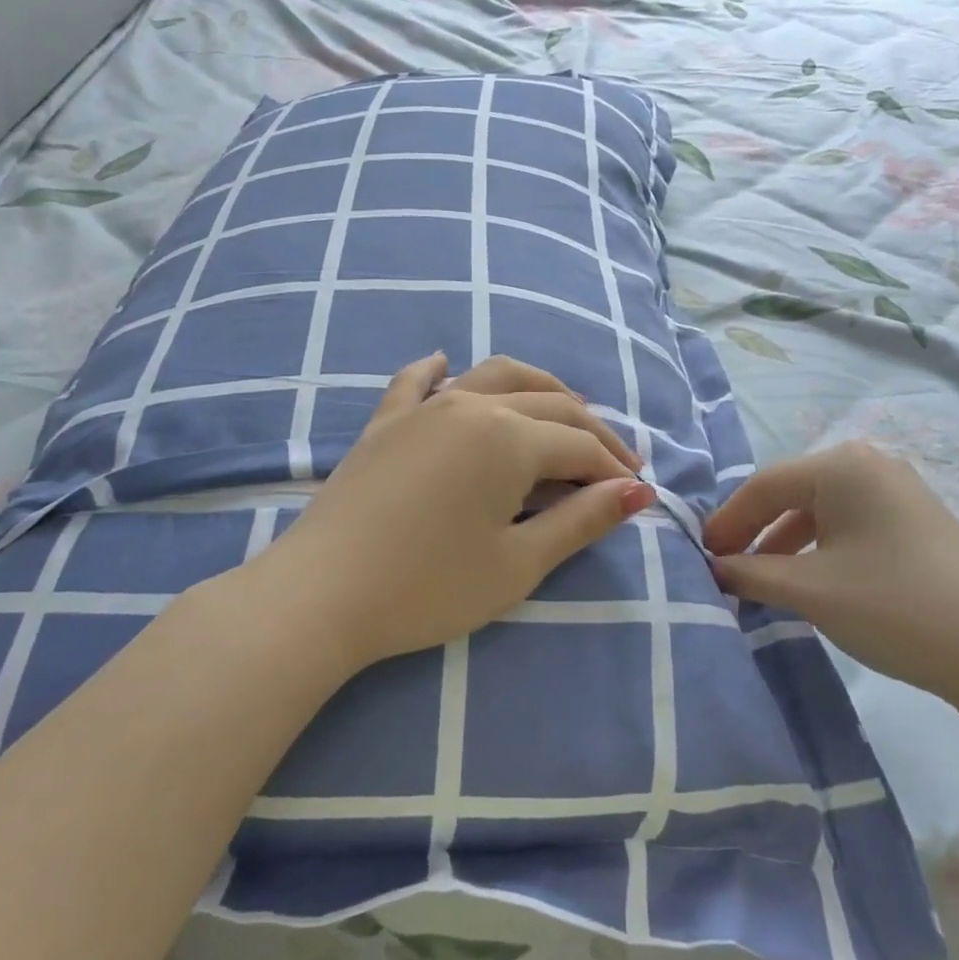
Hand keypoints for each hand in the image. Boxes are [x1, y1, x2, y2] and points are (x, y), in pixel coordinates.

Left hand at [255, 353, 656, 670]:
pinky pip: (416, 382)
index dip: (614, 471)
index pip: (579, 447)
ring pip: (494, 376)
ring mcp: (423, 408)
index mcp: (509, 438)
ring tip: (563, 407)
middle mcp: (471, 405)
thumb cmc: (429, 587)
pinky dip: (438, 370)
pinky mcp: (385, 423)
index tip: (637, 495)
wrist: (322, 596)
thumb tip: (636, 492)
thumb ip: (581, 521)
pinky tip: (445, 363)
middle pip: (549, 406)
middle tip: (615, 464)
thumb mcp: (518, 563)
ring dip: (538, 388)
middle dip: (590, 432)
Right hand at [703, 440, 958, 704]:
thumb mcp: (810, 590)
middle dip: (755, 531)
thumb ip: (751, 573)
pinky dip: (820, 547)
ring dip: (785, 543)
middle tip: (727, 566)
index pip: (764, 486)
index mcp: (841, 465)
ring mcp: (898, 490)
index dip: (728, 521)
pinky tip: (809, 579)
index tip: (703, 555)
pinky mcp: (916, 519)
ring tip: (762, 579)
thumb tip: (714, 568)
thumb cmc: (892, 606)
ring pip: (821, 510)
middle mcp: (869, 464)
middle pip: (792, 493)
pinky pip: (850, 523)